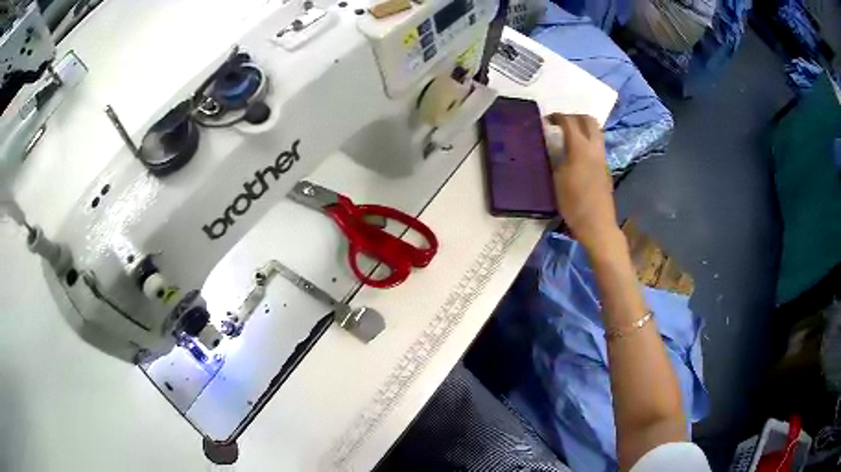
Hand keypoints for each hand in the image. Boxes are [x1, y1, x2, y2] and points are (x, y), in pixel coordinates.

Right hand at [545, 113, 618, 250]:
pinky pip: (597, 145)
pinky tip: (576, 153)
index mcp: (580, 148)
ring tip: (569, 136)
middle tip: (560, 123)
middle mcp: (594, 148)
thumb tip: (551, 146)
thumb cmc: (573, 204)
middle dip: (574, 116)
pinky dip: (587, 140)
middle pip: (588, 120)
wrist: (597, 224)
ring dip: (583, 127)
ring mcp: (602, 158)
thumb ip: (555, 158)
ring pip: (596, 131)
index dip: (557, 117)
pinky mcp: (605, 168)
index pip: (569, 122)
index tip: (546, 120)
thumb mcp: (557, 180)